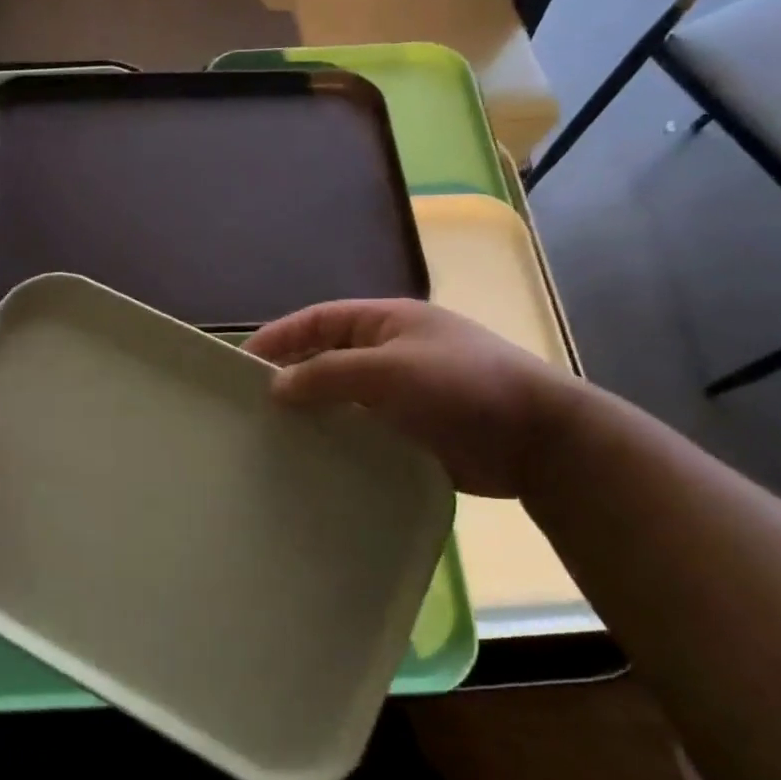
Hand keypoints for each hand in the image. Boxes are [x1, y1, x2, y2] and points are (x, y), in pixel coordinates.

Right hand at [243, 300, 583, 497]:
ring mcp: (403, 393)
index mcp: (386, 322)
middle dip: (291, 376)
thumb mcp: (390, 370)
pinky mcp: (412, 431)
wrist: (538, 439)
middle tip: (251, 406)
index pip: (319, 320)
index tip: (242, 362)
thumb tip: (276, 386)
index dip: (280, 336)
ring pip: (343, 397)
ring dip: (313, 412)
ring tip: (274, 436)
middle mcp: (390, 352)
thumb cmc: (462, 387)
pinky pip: (362, 429)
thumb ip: (328, 373)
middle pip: (327, 357)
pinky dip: (338, 438)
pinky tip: (314, 459)